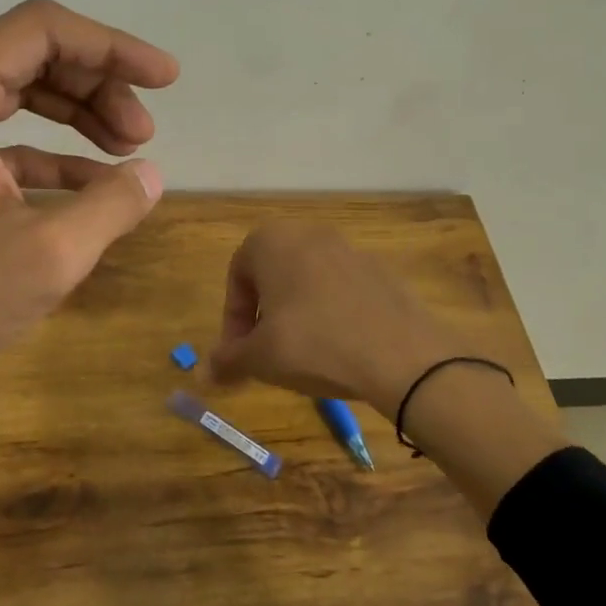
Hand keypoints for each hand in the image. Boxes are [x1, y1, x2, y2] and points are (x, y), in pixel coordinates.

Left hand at [0, 0, 179, 389]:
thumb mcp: (52, 252)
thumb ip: (113, 203)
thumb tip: (152, 174)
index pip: (43, 30)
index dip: (112, 46)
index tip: (165, 78)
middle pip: (35, 55)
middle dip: (100, 84)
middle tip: (145, 132)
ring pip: (24, 92)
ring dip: (81, 114)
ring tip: (132, 148)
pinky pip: (9, 136)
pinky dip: (56, 152)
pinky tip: (98, 183)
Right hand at [209, 221, 469, 417]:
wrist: (402, 355)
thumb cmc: (314, 344)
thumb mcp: (260, 359)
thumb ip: (228, 361)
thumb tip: (204, 372)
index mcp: (272, 241)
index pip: (236, 277)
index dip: (233, 321)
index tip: (240, 355)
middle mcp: (309, 234)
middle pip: (272, 276)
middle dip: (264, 316)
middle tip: (266, 354)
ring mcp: (350, 249)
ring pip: (308, 283)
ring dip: (297, 315)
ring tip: (304, 356)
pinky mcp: (382, 271)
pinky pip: (342, 292)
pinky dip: (332, 315)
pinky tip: (340, 350)